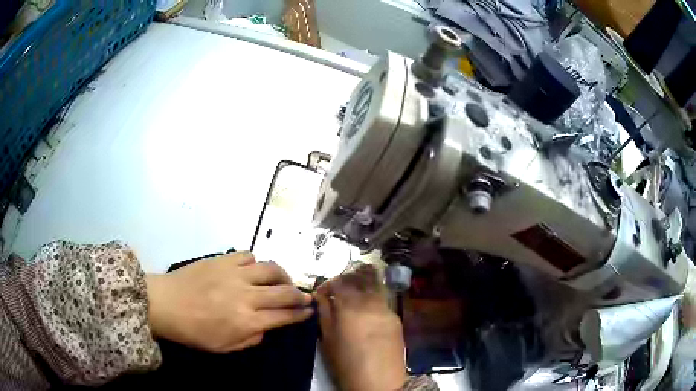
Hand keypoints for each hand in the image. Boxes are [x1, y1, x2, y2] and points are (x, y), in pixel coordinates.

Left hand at [146, 252, 312, 352]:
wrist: (165, 304)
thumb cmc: (194, 331)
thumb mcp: (224, 347)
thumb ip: (251, 339)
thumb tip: (266, 326)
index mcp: (247, 321)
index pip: (284, 315)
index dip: (301, 314)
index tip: (309, 311)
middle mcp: (247, 296)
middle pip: (285, 292)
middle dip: (301, 295)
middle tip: (305, 297)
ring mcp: (235, 274)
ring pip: (271, 269)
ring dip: (284, 276)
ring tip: (284, 281)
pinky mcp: (222, 260)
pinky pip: (248, 256)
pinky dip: (256, 264)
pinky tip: (253, 270)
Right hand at [316, 265, 406, 390]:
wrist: (379, 382)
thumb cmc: (346, 364)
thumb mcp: (328, 340)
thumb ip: (324, 313)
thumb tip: (321, 296)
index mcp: (350, 308)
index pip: (340, 281)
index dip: (329, 283)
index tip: (323, 292)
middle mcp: (371, 303)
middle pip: (361, 277)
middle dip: (347, 277)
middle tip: (339, 287)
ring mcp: (387, 309)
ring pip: (375, 285)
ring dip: (363, 283)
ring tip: (354, 293)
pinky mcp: (396, 318)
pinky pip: (382, 300)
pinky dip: (372, 297)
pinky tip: (367, 310)